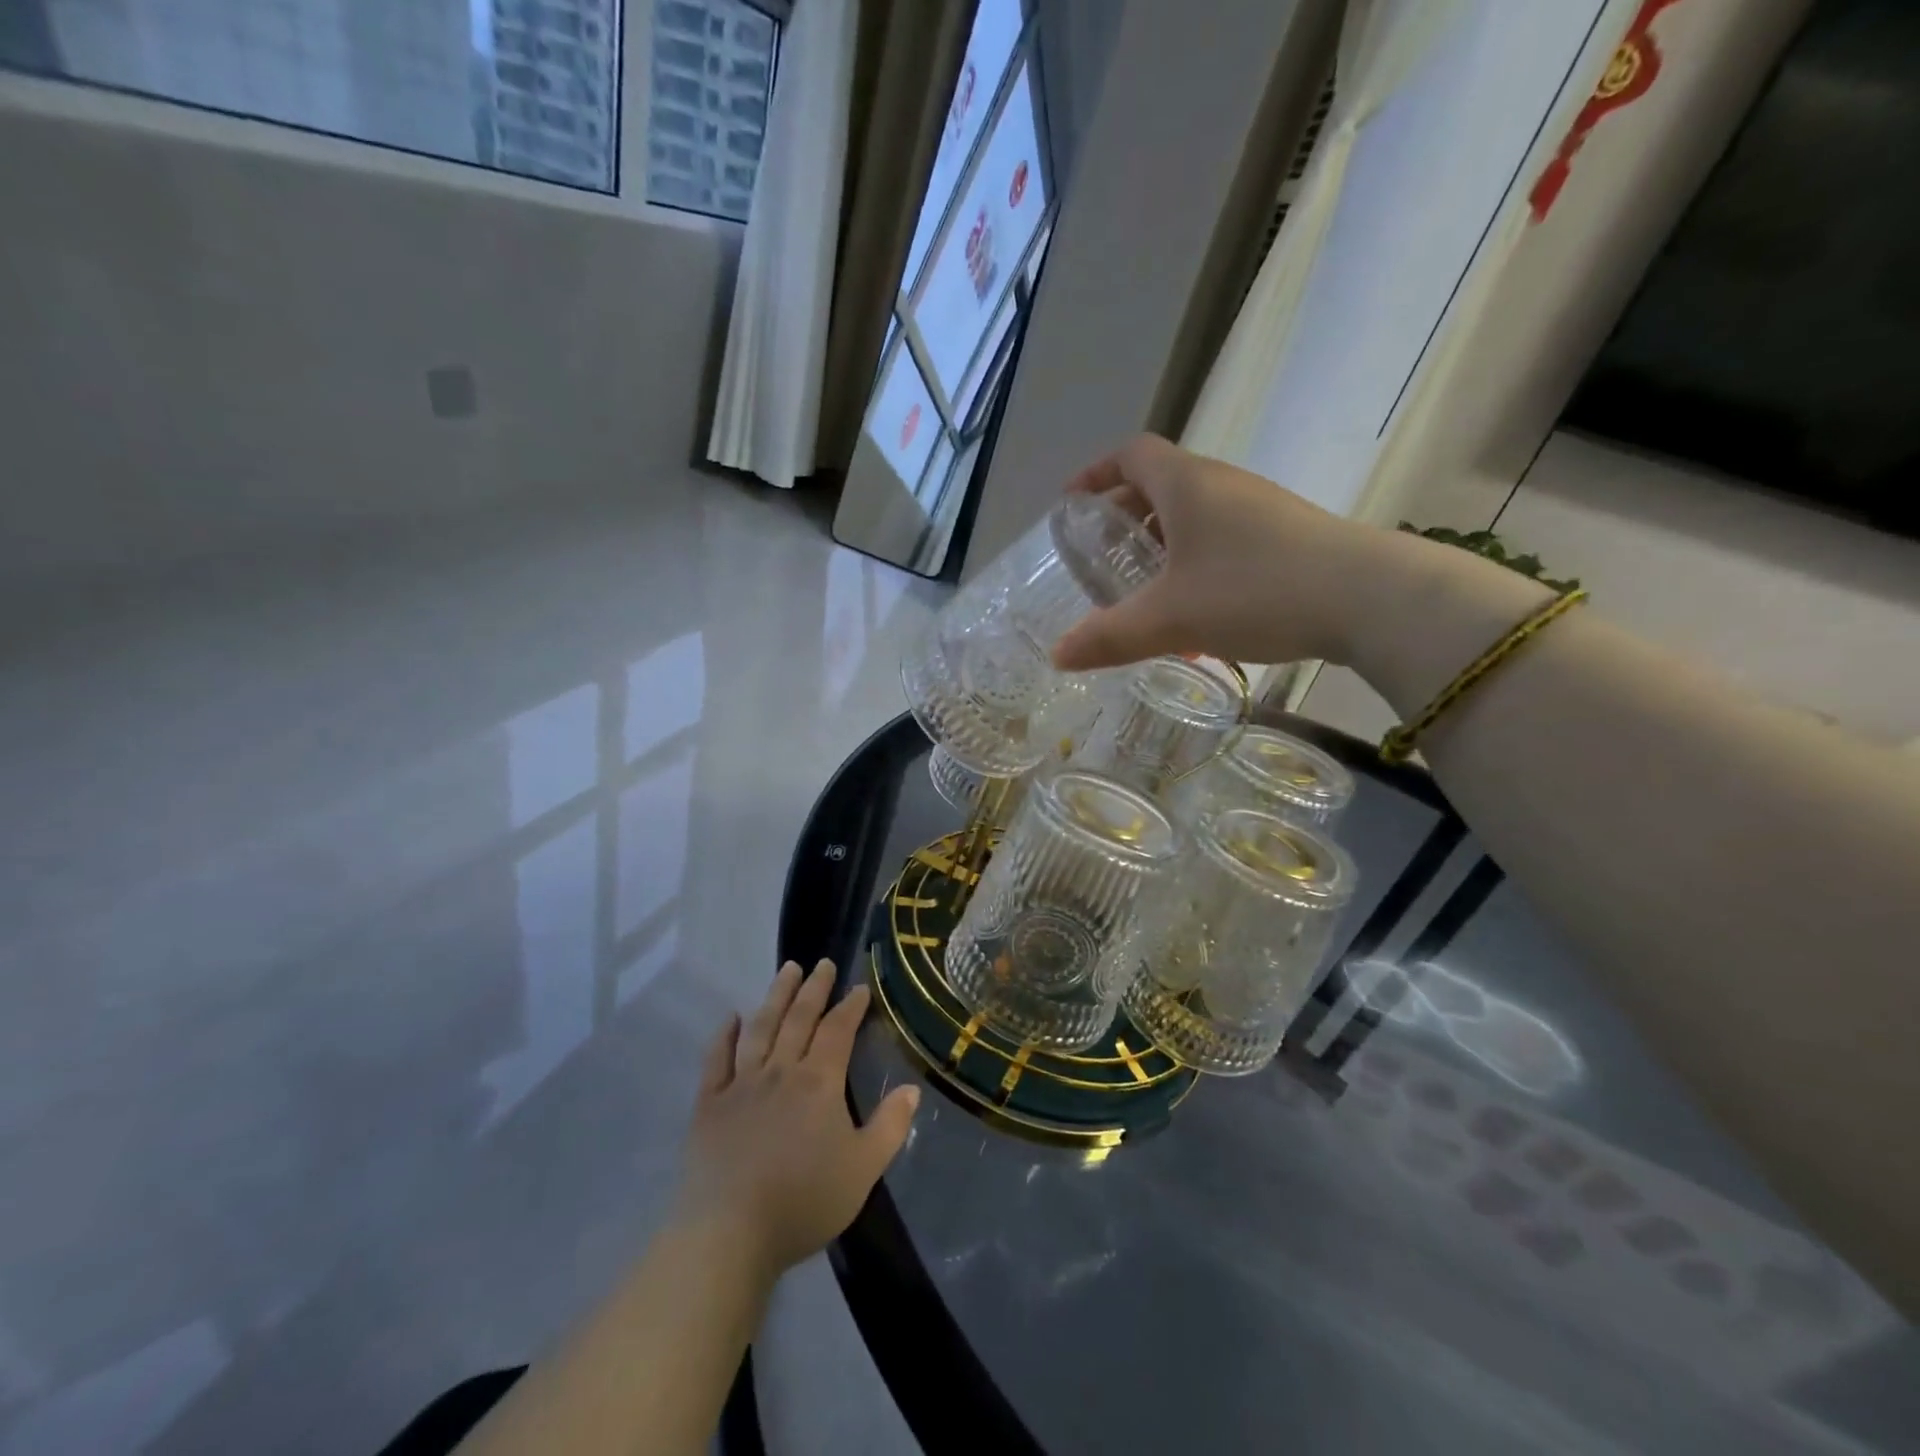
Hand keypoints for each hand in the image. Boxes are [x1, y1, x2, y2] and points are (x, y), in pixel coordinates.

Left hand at [673, 961, 919, 1279]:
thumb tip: (912, 1089)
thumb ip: (890, 1126)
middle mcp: (780, 1071)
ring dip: (775, 996)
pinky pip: (716, 1060)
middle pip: (799, 1018)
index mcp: (819, 1082)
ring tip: (786, 970)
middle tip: (821, 963)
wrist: (729, 1233)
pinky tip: (730, 1018)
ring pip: (760, 1028)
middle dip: (814, 988)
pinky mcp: (709, 1105)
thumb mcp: (863, 1169)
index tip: (859, 987)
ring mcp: (741, 1084)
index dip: (850, 1007)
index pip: (838, 1031)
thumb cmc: (803, 1201)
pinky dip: (723, 1035)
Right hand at [1051, 434, 1402, 672]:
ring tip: (1142, 593)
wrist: (1369, 599)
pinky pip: (1222, 541)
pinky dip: (1194, 566)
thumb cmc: (1255, 590)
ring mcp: (1258, 510)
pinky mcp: (1285, 537)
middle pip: (1160, 486)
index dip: (1096, 473)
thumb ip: (1109, 637)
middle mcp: (1222, 485)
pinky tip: (1194, 617)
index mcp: (1187, 484)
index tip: (1072, 506)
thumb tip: (1057, 656)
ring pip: (1193, 518)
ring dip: (1160, 548)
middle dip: (1123, 520)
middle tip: (1101, 560)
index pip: (1131, 454)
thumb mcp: (1170, 618)